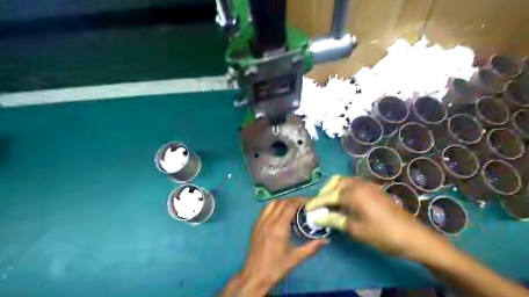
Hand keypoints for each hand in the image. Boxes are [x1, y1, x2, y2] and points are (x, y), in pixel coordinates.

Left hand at [221, 197, 329, 295]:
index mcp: (279, 227)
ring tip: (293, 207)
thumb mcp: (296, 258)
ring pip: (272, 203)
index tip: (310, 201)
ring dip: (283, 202)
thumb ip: (312, 247)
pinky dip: (274, 206)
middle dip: (294, 200)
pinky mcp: (255, 225)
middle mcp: (269, 221)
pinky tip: (280, 213)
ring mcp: (260, 222)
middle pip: (282, 202)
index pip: (290, 206)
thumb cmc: (276, 267)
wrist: (255, 276)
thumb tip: (326, 240)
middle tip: (304, 204)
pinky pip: (265, 210)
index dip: (300, 200)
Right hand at [306, 177, 449, 262]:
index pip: (327, 196)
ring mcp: (368, 185)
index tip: (306, 209)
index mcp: (352, 193)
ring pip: (345, 181)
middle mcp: (358, 184)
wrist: (412, 236)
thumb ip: (334, 220)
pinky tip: (346, 203)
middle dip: (325, 192)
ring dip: (335, 190)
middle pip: (335, 182)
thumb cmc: (381, 233)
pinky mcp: (374, 189)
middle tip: (321, 206)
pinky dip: (345, 190)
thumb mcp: (355, 229)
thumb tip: (317, 217)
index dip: (316, 203)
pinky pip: (354, 185)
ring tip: (332, 204)